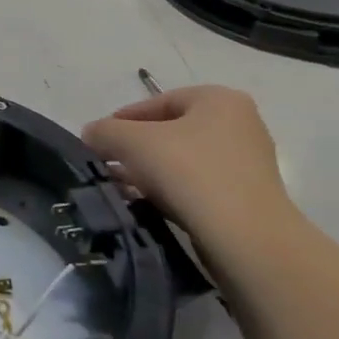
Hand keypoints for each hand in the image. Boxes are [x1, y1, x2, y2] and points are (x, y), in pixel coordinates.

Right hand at [82, 86, 295, 275]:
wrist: (245, 238)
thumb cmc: (189, 172)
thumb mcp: (132, 142)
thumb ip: (104, 131)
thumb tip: (91, 135)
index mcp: (219, 99)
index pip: (158, 102)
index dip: (122, 119)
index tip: (99, 140)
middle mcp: (240, 125)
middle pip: (170, 131)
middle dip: (134, 149)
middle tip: (107, 164)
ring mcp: (247, 163)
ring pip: (182, 161)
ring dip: (148, 172)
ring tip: (119, 187)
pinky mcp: (246, 198)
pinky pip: (197, 186)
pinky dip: (169, 191)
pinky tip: (144, 204)